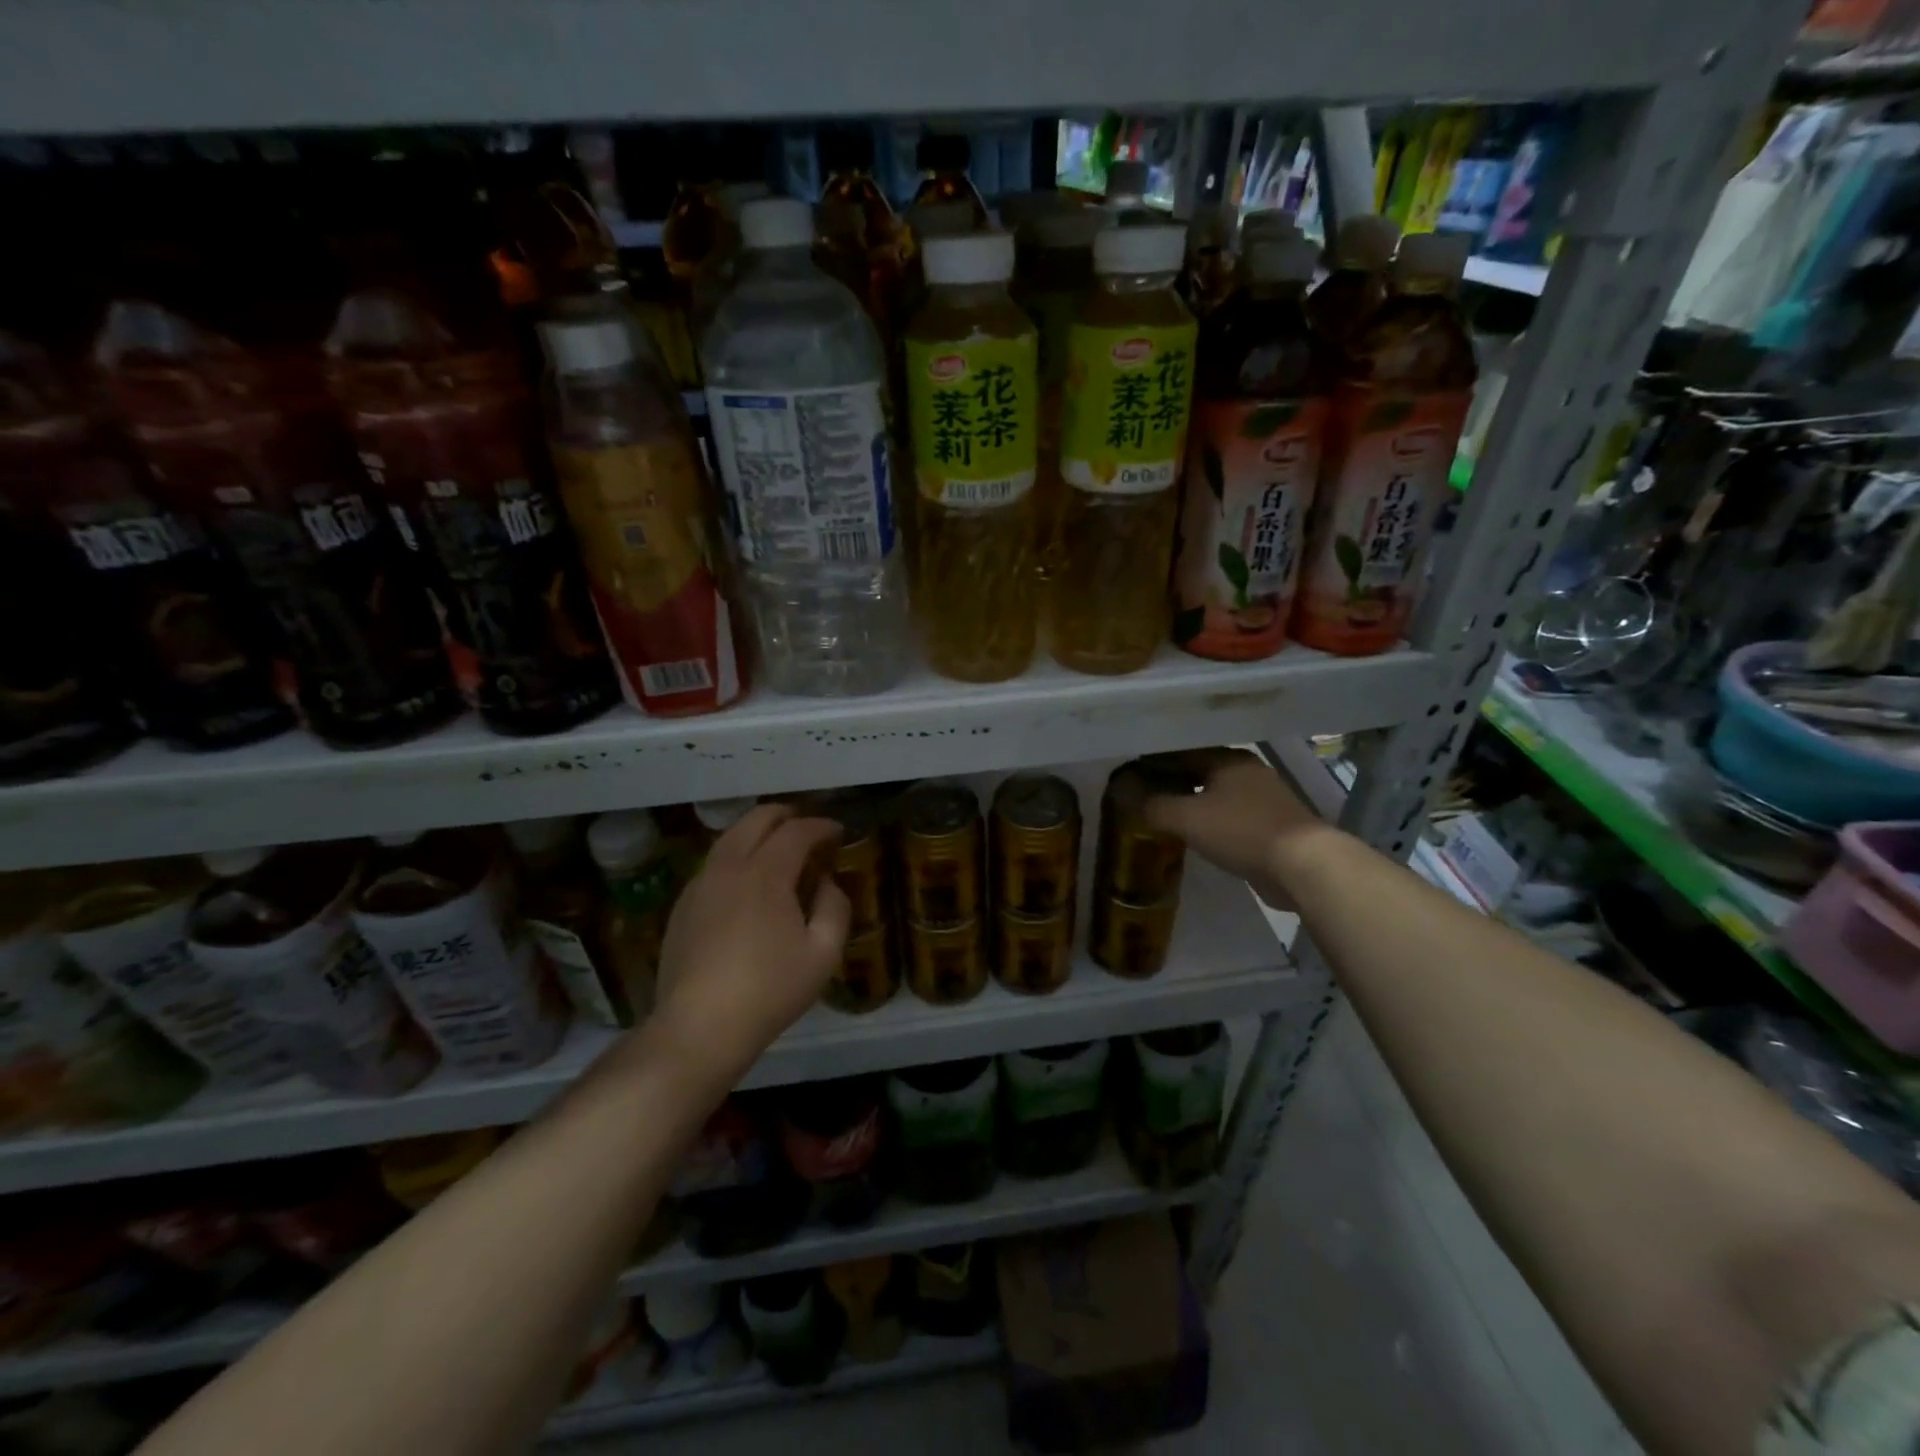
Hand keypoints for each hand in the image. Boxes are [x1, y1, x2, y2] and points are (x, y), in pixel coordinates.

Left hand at [652, 804, 850, 1081]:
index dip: (821, 825)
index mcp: (766, 873)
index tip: (838, 831)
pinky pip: (713, 864)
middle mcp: (729, 866)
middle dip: (786, 815)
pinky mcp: (682, 906)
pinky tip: (746, 882)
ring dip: (757, 833)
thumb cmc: (769, 990)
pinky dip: (736, 856)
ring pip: (729, 838)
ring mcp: (700, 884)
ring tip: (777, 848)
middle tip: (807, 828)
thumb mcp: (823, 954)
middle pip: (756, 819)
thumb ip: (835, 908)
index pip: (797, 831)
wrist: (699, 1027)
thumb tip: (826, 883)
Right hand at [1142, 748, 1331, 906]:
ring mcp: (1265, 800)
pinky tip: (1196, 835)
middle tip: (1143, 794)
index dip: (1155, 762)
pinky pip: (1232, 817)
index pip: (1183, 752)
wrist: (1303, 866)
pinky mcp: (1273, 827)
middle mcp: (1248, 772)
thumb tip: (1124, 794)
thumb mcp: (1188, 818)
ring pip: (1218, 795)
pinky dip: (1211, 822)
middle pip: (1201, 771)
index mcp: (1229, 759)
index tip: (1131, 774)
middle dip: (1173, 782)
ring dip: (1193, 802)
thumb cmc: (1242, 830)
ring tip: (1164, 814)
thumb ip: (1154, 806)